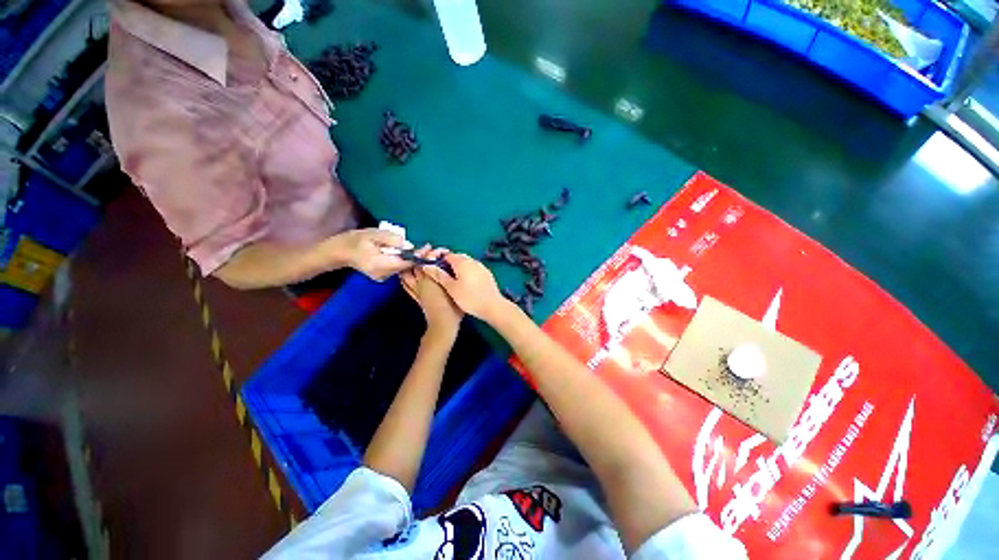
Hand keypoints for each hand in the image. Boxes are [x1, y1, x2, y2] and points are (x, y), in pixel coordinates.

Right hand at [343, 228, 412, 280]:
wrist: (341, 251)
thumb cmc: (357, 240)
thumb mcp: (375, 234)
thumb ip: (392, 239)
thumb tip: (408, 245)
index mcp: (381, 265)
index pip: (406, 263)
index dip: (416, 255)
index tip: (425, 247)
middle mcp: (384, 275)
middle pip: (406, 266)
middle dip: (412, 255)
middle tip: (416, 246)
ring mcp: (383, 278)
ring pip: (402, 267)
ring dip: (405, 257)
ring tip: (402, 248)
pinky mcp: (383, 277)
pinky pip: (397, 268)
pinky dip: (399, 260)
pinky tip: (395, 253)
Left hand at [401, 247, 463, 336]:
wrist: (443, 323)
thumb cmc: (451, 305)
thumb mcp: (451, 286)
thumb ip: (446, 273)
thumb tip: (443, 261)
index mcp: (430, 278)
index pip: (426, 259)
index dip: (431, 252)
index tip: (439, 250)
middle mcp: (421, 282)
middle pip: (415, 265)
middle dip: (421, 256)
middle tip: (429, 251)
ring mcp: (417, 290)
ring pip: (407, 274)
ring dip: (410, 266)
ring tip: (416, 261)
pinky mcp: (416, 297)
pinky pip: (406, 285)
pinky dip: (405, 278)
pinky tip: (408, 276)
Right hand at [422, 254, 506, 320]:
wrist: (493, 306)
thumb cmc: (469, 298)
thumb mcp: (451, 288)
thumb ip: (439, 275)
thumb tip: (427, 265)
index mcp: (462, 262)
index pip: (447, 255)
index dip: (438, 260)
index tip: (434, 270)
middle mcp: (472, 260)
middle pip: (457, 257)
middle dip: (449, 264)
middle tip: (443, 276)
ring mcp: (481, 266)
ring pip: (467, 263)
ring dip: (458, 268)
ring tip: (454, 281)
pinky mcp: (487, 273)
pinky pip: (474, 268)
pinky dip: (468, 272)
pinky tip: (466, 283)